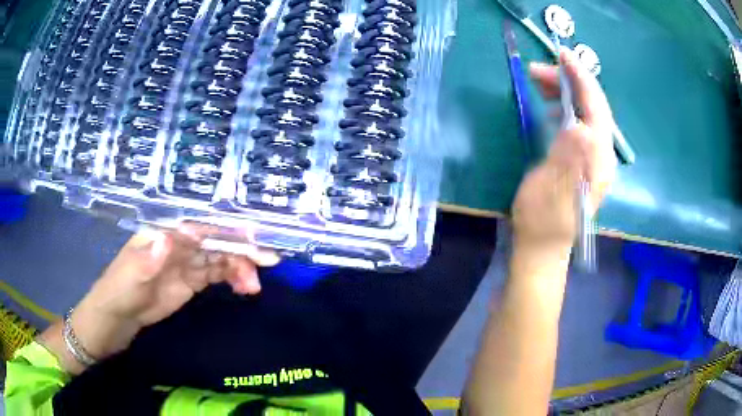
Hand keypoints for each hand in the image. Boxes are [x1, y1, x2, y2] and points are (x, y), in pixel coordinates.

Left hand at [39, 224, 279, 373]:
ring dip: (240, 267)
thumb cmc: (116, 293)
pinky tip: (246, 288)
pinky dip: (233, 278)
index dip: (224, 228)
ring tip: (255, 286)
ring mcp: (184, 263)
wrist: (115, 320)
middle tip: (269, 260)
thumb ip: (149, 260)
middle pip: (213, 239)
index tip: (251, 236)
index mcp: (161, 233)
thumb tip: (173, 237)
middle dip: (241, 247)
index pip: (197, 225)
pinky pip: (217, 275)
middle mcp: (176, 243)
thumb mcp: (128, 279)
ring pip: (219, 258)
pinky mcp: (190, 282)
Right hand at [511, 48, 616, 251]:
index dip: (581, 78)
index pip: (596, 109)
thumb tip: (577, 126)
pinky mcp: (584, 159)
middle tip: (537, 70)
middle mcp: (602, 155)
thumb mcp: (551, 189)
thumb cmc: (542, 220)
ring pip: (586, 112)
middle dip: (569, 81)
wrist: (543, 247)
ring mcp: (594, 157)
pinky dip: (564, 105)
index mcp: (598, 160)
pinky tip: (550, 105)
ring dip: (565, 91)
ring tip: (539, 82)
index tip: (562, 54)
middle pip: (593, 106)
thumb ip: (569, 157)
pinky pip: (579, 121)